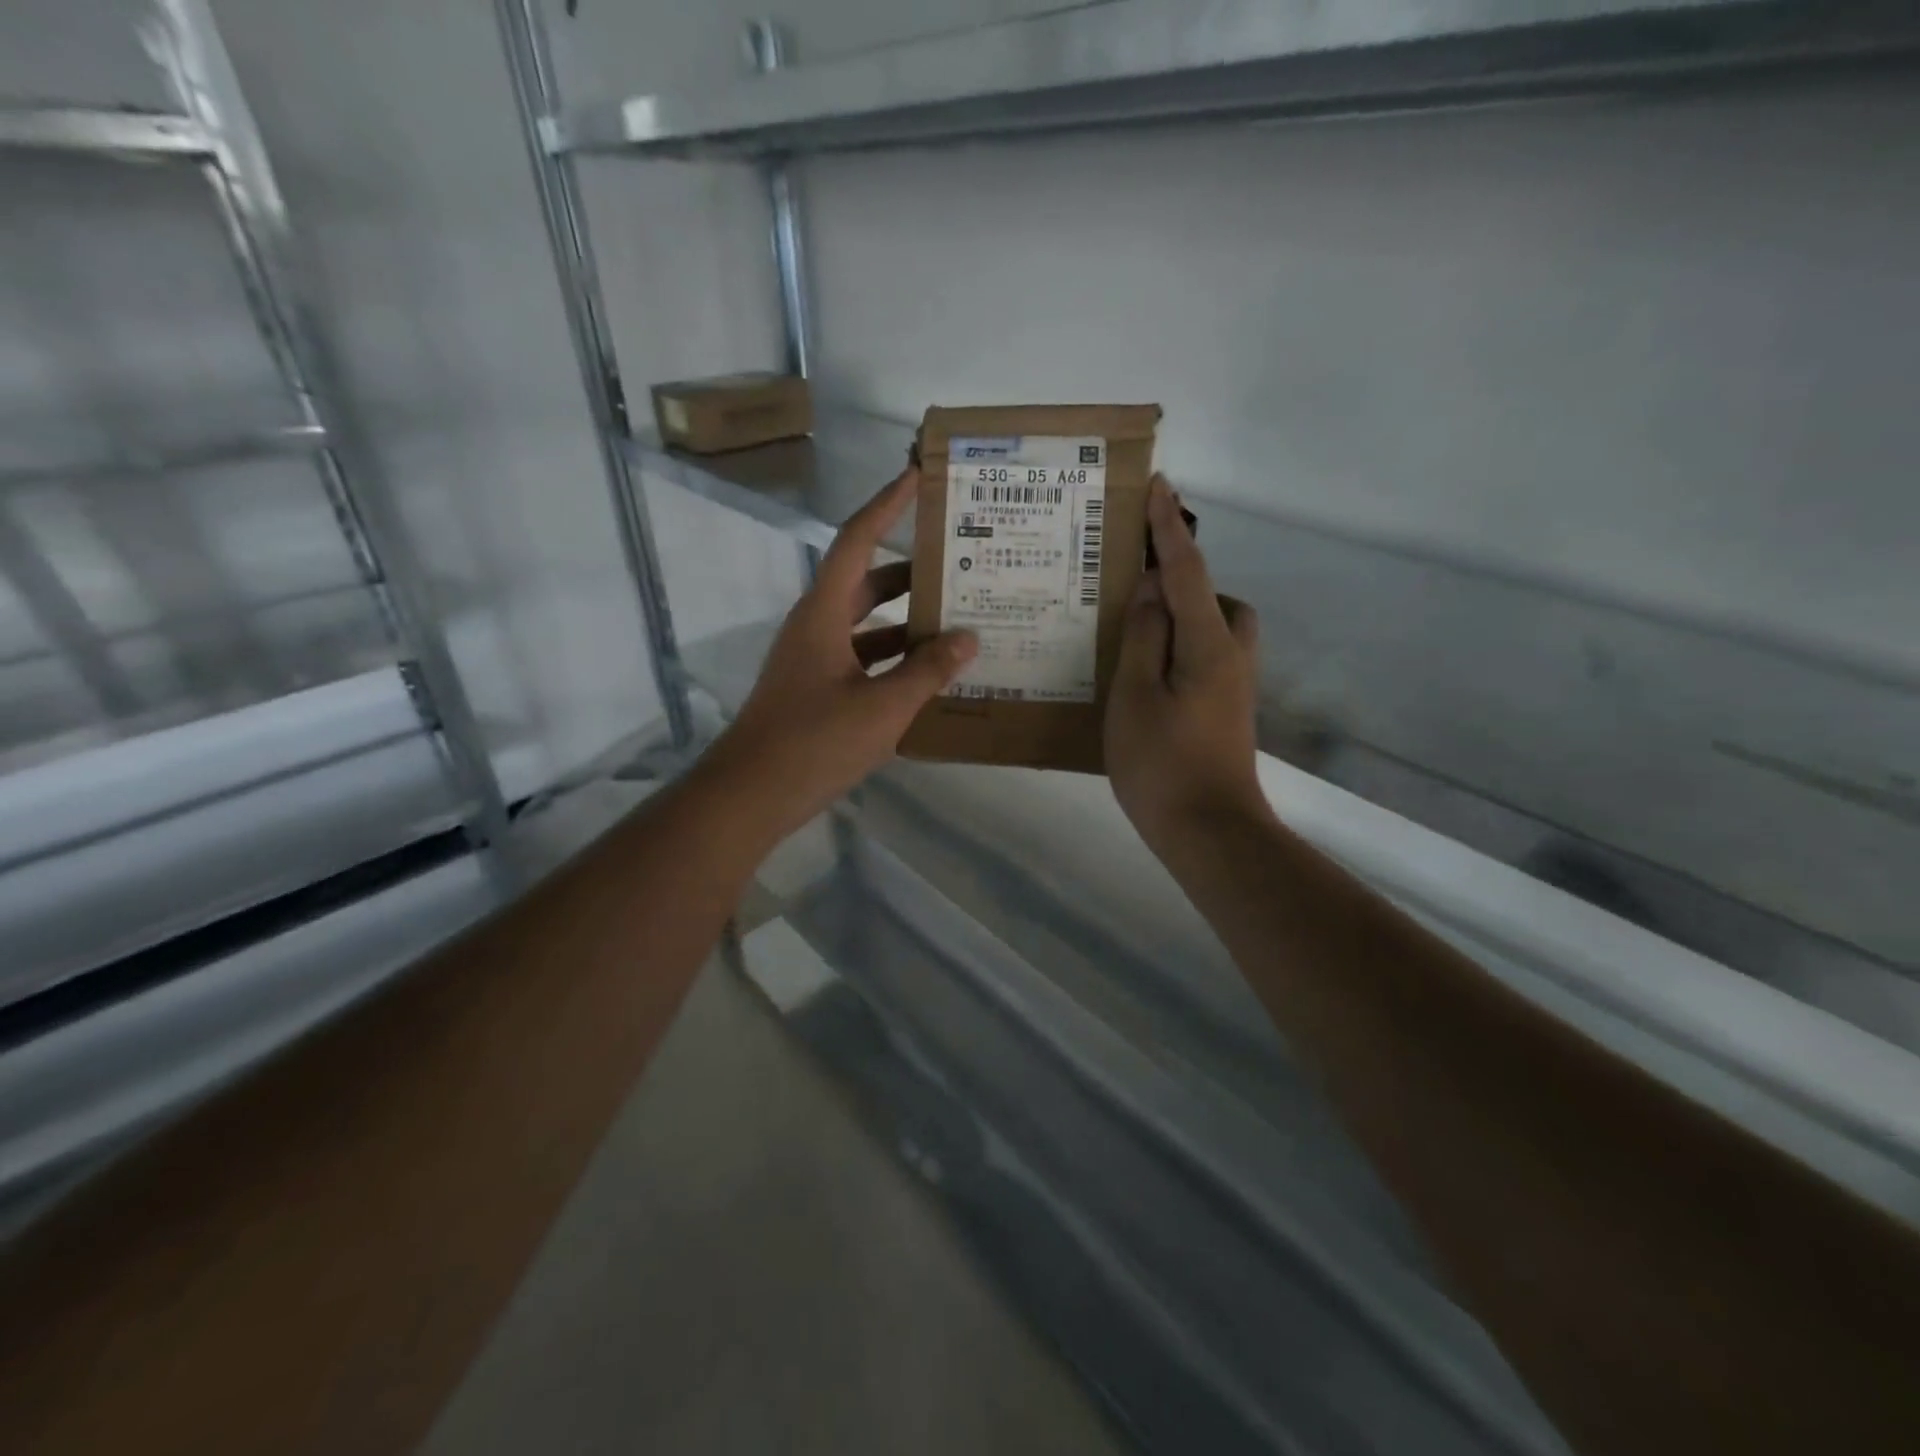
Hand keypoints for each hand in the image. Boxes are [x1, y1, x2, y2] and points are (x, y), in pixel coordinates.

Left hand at [702, 467, 976, 836]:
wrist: (751, 795)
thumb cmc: (813, 743)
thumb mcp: (881, 708)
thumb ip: (927, 672)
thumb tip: (967, 638)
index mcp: (824, 613)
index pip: (857, 540)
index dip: (887, 505)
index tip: (916, 475)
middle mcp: (816, 627)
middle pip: (866, 582)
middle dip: (910, 570)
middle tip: (957, 561)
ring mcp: (814, 660)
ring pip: (867, 625)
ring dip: (906, 621)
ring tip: (956, 619)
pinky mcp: (817, 691)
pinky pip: (864, 660)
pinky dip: (895, 661)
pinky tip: (929, 677)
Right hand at [1106, 476, 1268, 848]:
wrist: (1210, 832)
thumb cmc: (1163, 765)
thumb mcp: (1136, 696)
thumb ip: (1144, 637)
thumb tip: (1152, 591)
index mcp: (1209, 643)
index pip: (1189, 570)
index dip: (1169, 528)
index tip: (1158, 486)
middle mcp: (1232, 655)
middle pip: (1213, 598)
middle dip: (1181, 582)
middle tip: (1132, 593)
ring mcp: (1234, 685)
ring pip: (1212, 629)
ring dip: (1181, 618)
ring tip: (1133, 634)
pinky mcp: (1227, 708)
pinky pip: (1204, 656)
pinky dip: (1179, 648)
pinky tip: (1145, 671)